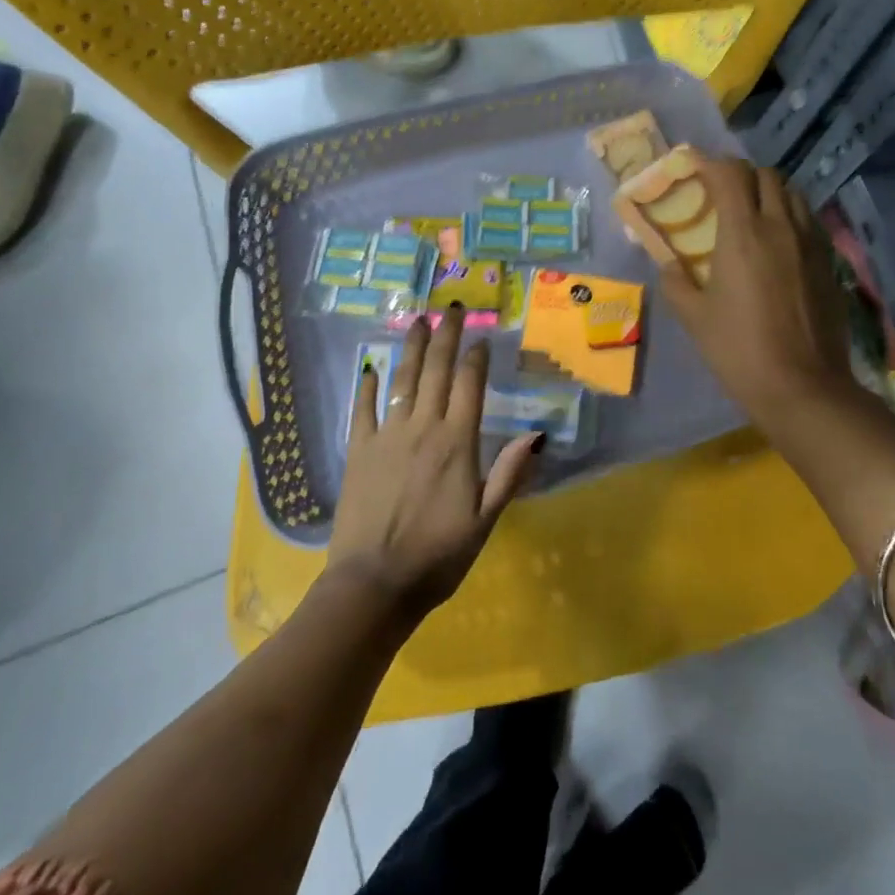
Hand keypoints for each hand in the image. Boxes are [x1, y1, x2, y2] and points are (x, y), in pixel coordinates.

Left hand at [326, 305, 540, 620]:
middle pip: (436, 371)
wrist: (373, 586)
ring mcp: (387, 436)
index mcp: (457, 443)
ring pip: (402, 381)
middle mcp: (422, 428)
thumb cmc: (437, 556)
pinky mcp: (358, 451)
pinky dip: (368, 387)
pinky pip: (363, 410)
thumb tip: (536, 434)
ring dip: (411, 348)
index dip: (476, 358)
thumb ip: (509, 474)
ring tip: (417, 321)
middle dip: (445, 336)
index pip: (469, 386)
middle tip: (451, 308)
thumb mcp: (484, 521)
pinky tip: (371, 369)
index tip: (481, 338)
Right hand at [658, 157, 857, 429]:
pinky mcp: (830, 262)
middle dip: (741, 174)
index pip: (730, 174)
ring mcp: (811, 243)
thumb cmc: (739, 350)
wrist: (803, 387)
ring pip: (793, 194)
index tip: (695, 165)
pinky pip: (810, 220)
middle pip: (766, 175)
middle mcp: (781, 227)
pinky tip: (781, 240)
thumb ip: (675, 282)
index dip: (710, 162)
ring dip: (770, 191)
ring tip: (753, 210)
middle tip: (723, 191)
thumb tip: (668, 265)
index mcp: (743, 234)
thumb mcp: (694, 318)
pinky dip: (791, 215)